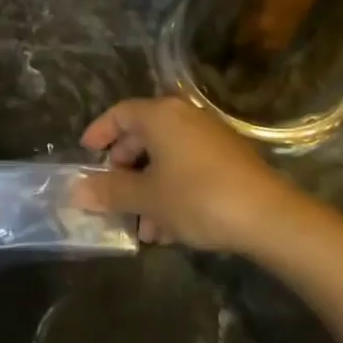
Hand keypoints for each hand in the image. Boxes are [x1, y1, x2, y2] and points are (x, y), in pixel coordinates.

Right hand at [78, 97, 298, 251]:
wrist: (267, 216)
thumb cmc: (197, 197)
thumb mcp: (148, 198)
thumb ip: (110, 192)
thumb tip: (76, 190)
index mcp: (161, 115)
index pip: (120, 113)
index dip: (99, 132)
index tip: (85, 153)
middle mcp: (184, 117)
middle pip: (143, 136)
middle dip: (124, 169)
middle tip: (111, 195)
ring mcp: (209, 137)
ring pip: (166, 158)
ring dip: (148, 189)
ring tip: (142, 228)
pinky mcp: (227, 159)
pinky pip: (187, 168)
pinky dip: (172, 191)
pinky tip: (170, 229)